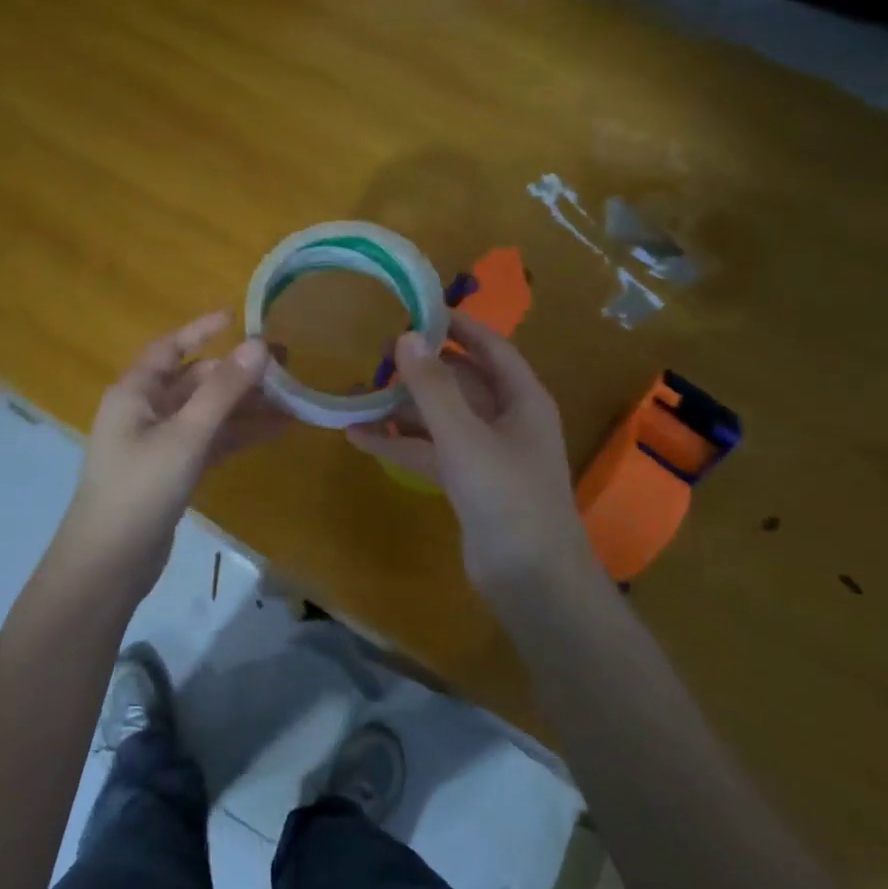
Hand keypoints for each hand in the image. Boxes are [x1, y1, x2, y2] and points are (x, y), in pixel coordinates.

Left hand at [50, 310, 287, 598]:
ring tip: (292, 400)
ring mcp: (159, 444)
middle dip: (237, 374)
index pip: (170, 348)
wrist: (109, 563)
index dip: (202, 330)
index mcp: (135, 392)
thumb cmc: (140, 489)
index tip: (238, 316)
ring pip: (207, 414)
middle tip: (285, 366)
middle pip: (195, 381)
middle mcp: (144, 412)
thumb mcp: (185, 435)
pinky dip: (238, 435)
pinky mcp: (172, 472)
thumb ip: (223, 391)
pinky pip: (210, 442)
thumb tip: (259, 345)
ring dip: (245, 407)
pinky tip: (275, 431)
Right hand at [346, 311, 593, 601]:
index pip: (490, 347)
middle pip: (459, 383)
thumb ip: (433, 389)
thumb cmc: (507, 497)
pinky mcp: (466, 484)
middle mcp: (506, 420)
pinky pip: (429, 452)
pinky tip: (359, 438)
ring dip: (402, 410)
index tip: (417, 309)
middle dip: (419, 370)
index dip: (458, 327)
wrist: (531, 580)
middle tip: (374, 353)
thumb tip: (406, 337)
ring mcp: (485, 454)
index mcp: (522, 399)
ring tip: (356, 394)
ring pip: (439, 419)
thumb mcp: (465, 437)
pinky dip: (399, 445)